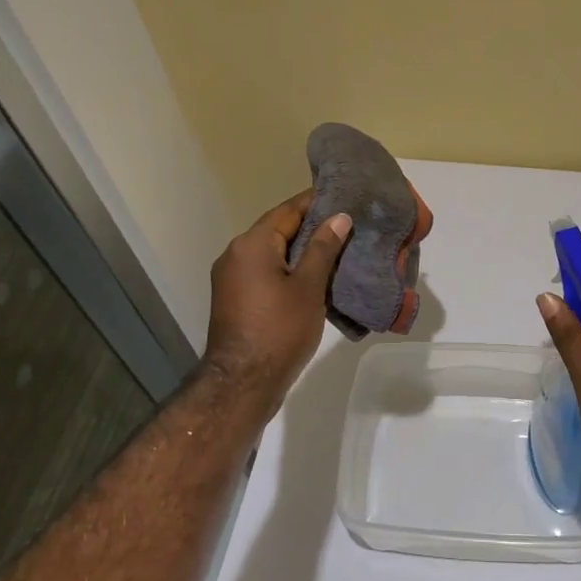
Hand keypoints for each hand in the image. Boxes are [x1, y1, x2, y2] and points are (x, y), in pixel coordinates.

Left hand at [202, 190, 351, 404]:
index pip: (288, 210)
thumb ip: (323, 248)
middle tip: (348, 224)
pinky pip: (265, 272)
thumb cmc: (279, 330)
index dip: (316, 202)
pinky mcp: (235, 299)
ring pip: (272, 252)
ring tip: (338, 249)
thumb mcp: (309, 287)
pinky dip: (288, 269)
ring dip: (301, 250)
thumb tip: (339, 217)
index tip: (344, 196)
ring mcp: (232, 278)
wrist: (242, 384)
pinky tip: (315, 277)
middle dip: (311, 226)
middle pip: (278, 229)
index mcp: (252, 244)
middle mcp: (236, 254)